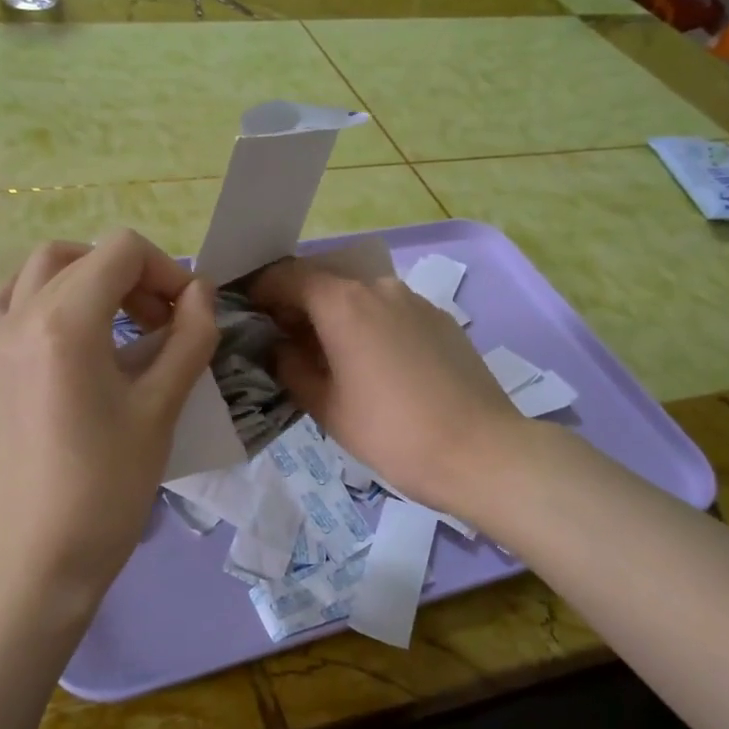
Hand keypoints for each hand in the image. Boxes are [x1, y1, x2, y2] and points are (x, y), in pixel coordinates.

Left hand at [0, 231, 217, 616]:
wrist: (43, 552)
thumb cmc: (108, 484)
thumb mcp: (162, 407)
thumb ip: (189, 338)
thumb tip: (202, 293)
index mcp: (66, 321)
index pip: (122, 251)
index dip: (167, 272)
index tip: (191, 316)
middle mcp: (24, 313)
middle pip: (86, 253)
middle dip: (135, 275)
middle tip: (165, 322)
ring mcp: (0, 337)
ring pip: (46, 267)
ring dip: (92, 276)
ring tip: (126, 321)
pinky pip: (15, 299)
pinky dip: (51, 295)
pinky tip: (78, 331)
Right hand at [251, 258, 529, 521]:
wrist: (481, 452)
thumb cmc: (392, 433)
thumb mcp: (326, 407)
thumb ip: (291, 368)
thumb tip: (280, 348)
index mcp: (344, 303)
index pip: (289, 276)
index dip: (262, 289)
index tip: (248, 310)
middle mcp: (379, 288)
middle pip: (325, 279)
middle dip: (297, 302)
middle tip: (281, 337)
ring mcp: (415, 300)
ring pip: (359, 294)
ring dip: (334, 313)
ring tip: (326, 353)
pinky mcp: (440, 319)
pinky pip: (390, 309)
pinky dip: (368, 322)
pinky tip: (371, 361)